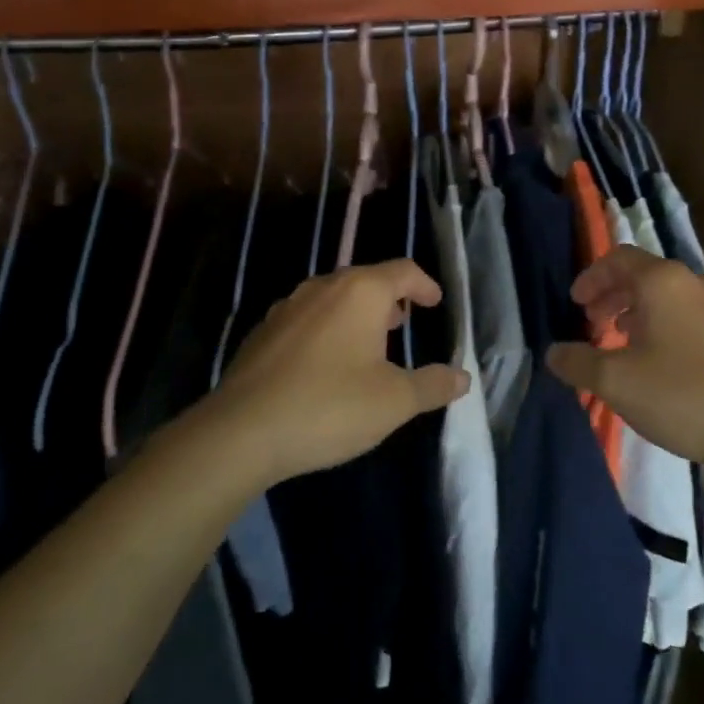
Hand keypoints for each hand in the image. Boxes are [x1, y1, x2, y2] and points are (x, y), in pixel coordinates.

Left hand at [209, 260, 469, 484]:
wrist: (241, 432)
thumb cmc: (329, 406)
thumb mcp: (394, 401)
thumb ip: (432, 385)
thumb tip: (462, 377)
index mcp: (360, 292)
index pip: (402, 271)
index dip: (424, 285)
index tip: (435, 302)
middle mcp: (323, 288)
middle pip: (365, 280)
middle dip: (389, 298)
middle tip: (404, 322)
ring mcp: (287, 308)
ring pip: (332, 298)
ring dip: (356, 313)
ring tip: (368, 342)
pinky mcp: (262, 333)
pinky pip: (306, 319)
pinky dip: (326, 330)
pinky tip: (324, 364)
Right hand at [545, 246, 703, 479]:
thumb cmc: (684, 396)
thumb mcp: (617, 382)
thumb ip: (578, 363)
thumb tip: (553, 353)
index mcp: (663, 281)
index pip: (618, 258)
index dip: (591, 277)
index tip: (576, 304)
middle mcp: (695, 282)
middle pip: (644, 275)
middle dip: (613, 296)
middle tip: (593, 325)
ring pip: (670, 296)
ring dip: (639, 312)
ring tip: (623, 344)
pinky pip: (691, 315)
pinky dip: (666, 325)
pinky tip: (662, 362)